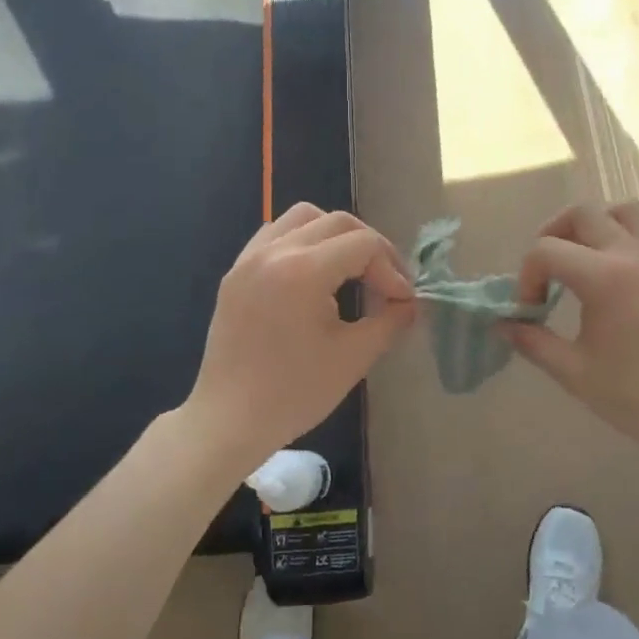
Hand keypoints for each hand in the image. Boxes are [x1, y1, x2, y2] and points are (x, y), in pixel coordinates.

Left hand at [184, 204, 414, 473]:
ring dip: (335, 235)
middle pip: (337, 222)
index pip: (364, 244)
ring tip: (350, 269)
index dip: (392, 268)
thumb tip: (409, 303)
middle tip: (387, 282)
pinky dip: (301, 241)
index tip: (402, 300)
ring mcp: (250, 258)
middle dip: (370, 247)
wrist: (229, 420)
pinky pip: (274, 234)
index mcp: (303, 271)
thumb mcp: (354, 357)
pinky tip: (312, 274)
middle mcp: (274, 251)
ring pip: (303, 217)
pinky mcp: (235, 272)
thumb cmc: (294, 393)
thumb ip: (390, 321)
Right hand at [504, 202, 638, 467]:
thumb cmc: (636, 396)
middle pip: (582, 214)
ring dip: (594, 225)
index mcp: (605, 278)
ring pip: (622, 210)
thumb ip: (532, 341)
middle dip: (552, 235)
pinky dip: (622, 237)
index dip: (527, 276)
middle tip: (546, 271)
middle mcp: (634, 254)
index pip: (546, 250)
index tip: (531, 309)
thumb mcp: (574, 372)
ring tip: (582, 258)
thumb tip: (502, 324)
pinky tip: (613, 275)